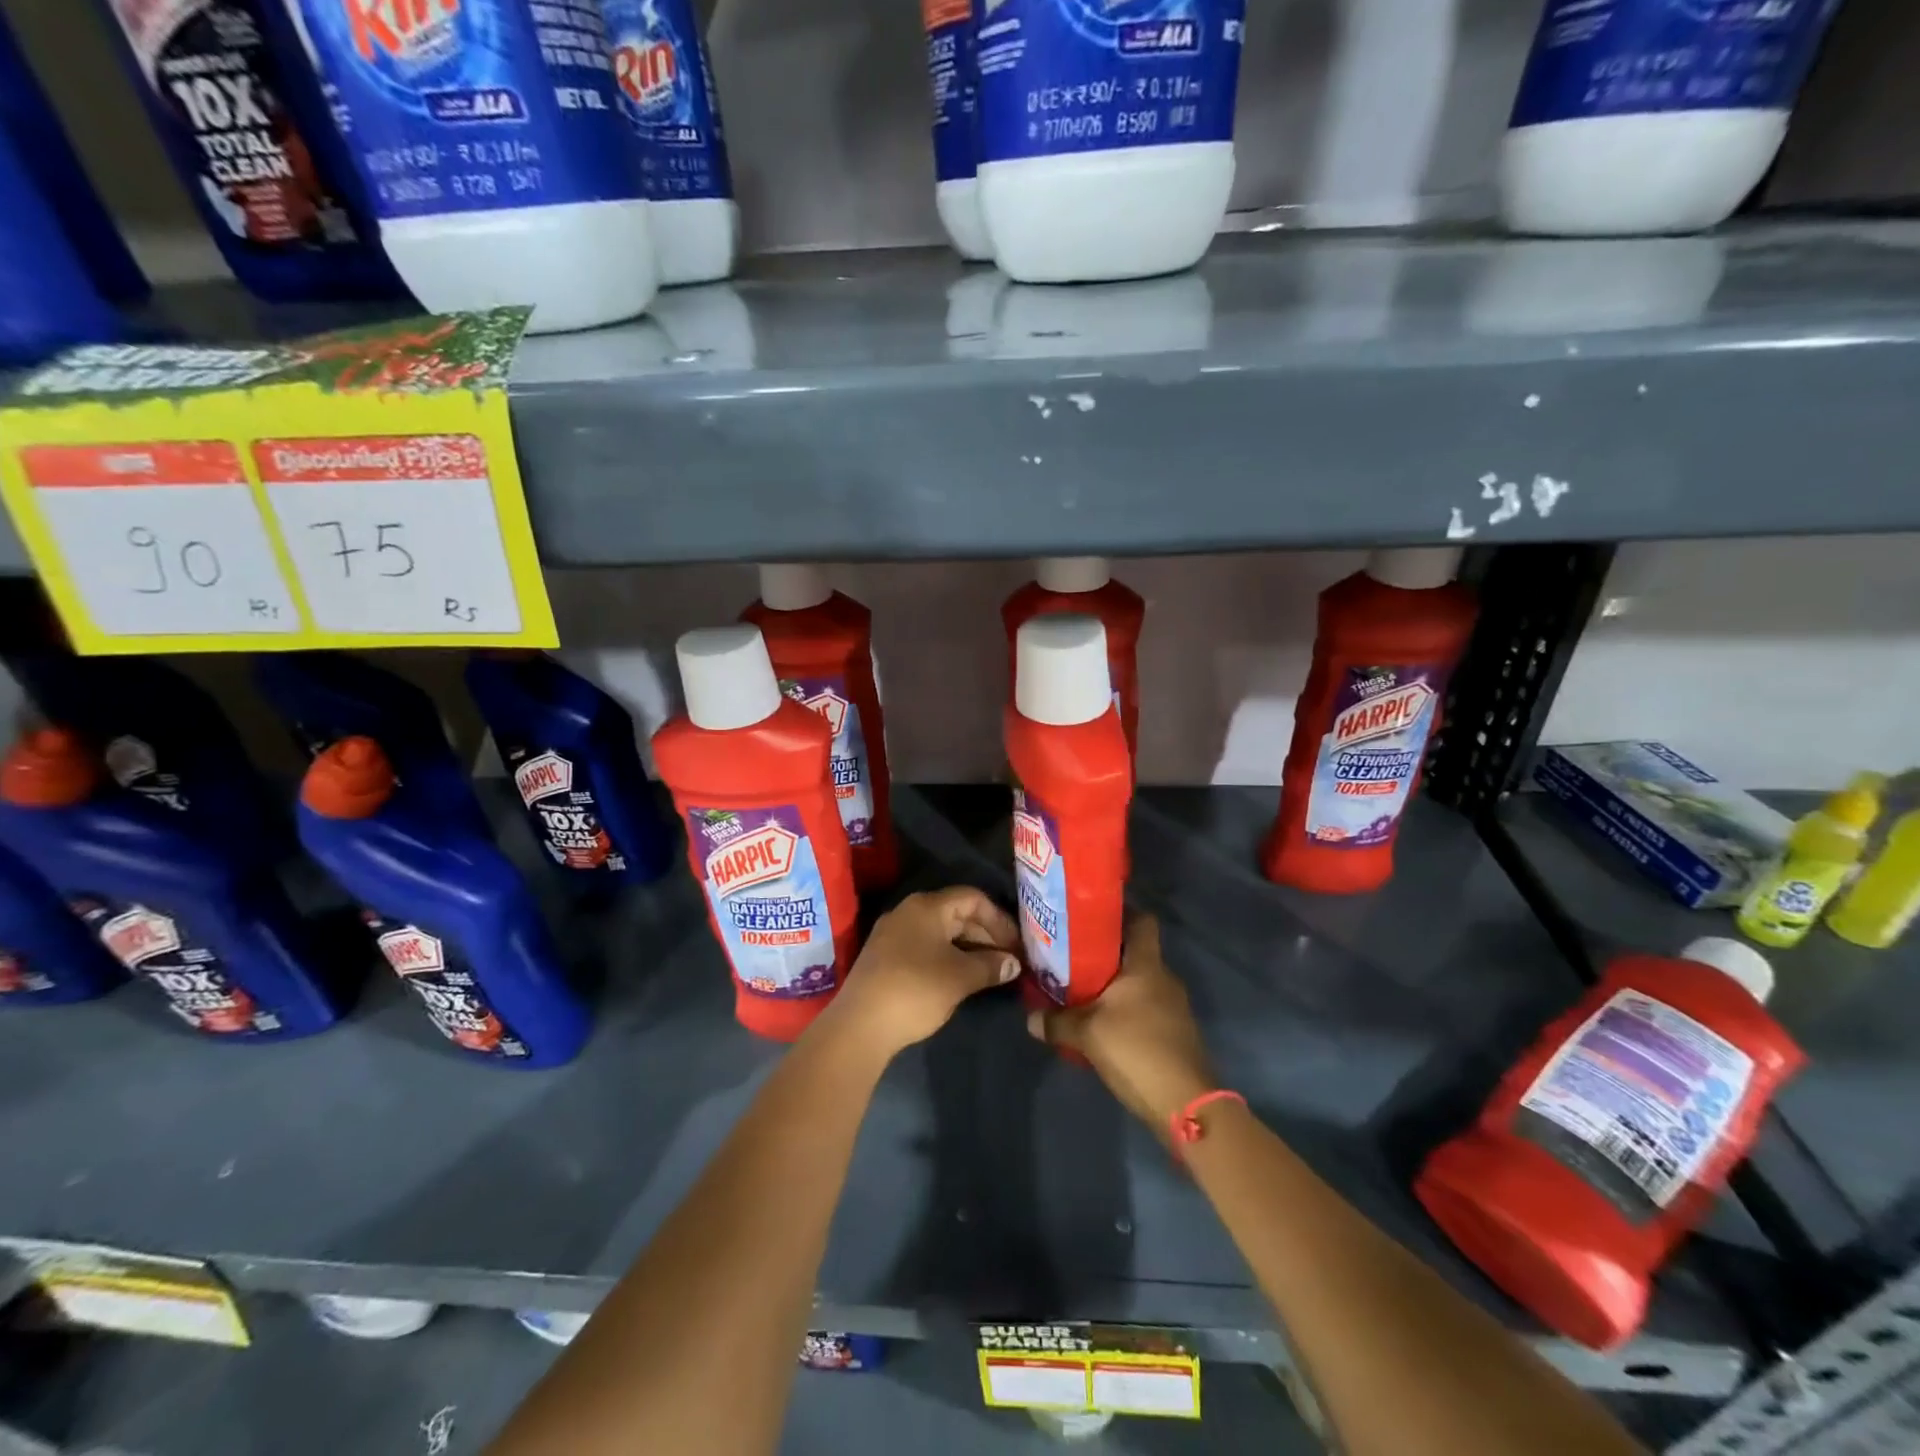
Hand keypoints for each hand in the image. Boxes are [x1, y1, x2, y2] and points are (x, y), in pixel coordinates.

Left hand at [825, 887, 1021, 1057]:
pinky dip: (949, 957)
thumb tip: (1013, 964)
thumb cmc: (916, 990)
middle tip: (1010, 960)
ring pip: (942, 933)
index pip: (973, 898)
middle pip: (957, 914)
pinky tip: (963, 978)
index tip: (1017, 944)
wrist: (860, 1025)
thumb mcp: (960, 978)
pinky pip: (927, 947)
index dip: (999, 919)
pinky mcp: (886, 957)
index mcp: (927, 906)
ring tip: (992, 972)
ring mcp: (894, 934)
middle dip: (986, 935)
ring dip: (969, 949)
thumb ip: (990, 966)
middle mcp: (909, 912)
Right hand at [1028, 917, 1215, 1136]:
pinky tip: (1102, 1025)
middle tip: (1071, 958)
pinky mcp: (1175, 1032)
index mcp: (1146, 965)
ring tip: (1081, 992)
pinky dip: (1125, 1010)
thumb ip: (1057, 1022)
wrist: (1185, 1104)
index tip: (1089, 919)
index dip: (1119, 913)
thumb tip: (1030, 1018)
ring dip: (1113, 986)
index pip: (1142, 920)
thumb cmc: (1136, 1050)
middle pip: (1135, 952)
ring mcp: (1174, 1007)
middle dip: (1105, 954)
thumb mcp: (1087, 1034)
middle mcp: (1164, 978)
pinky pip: (1146, 1007)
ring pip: (1139, 983)